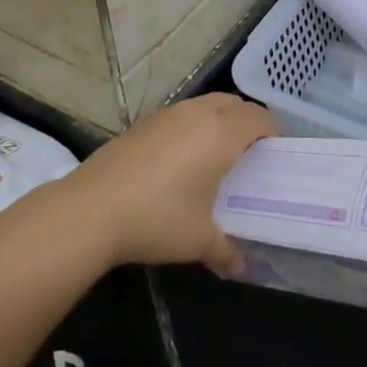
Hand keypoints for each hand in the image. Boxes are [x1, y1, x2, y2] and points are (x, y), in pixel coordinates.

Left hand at [69, 93, 275, 272]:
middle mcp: (198, 114)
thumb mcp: (199, 240)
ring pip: (206, 104)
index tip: (274, 154)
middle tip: (249, 154)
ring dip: (218, 120)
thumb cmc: (157, 218)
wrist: (93, 208)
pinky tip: (182, 159)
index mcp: (221, 134)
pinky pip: (182, 114)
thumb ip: (226, 250)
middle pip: (233, 103)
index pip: (258, 117)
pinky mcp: (144, 122)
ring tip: (216, 155)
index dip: (271, 131)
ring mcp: (168, 114)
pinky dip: (193, 126)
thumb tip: (240, 264)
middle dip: (247, 121)